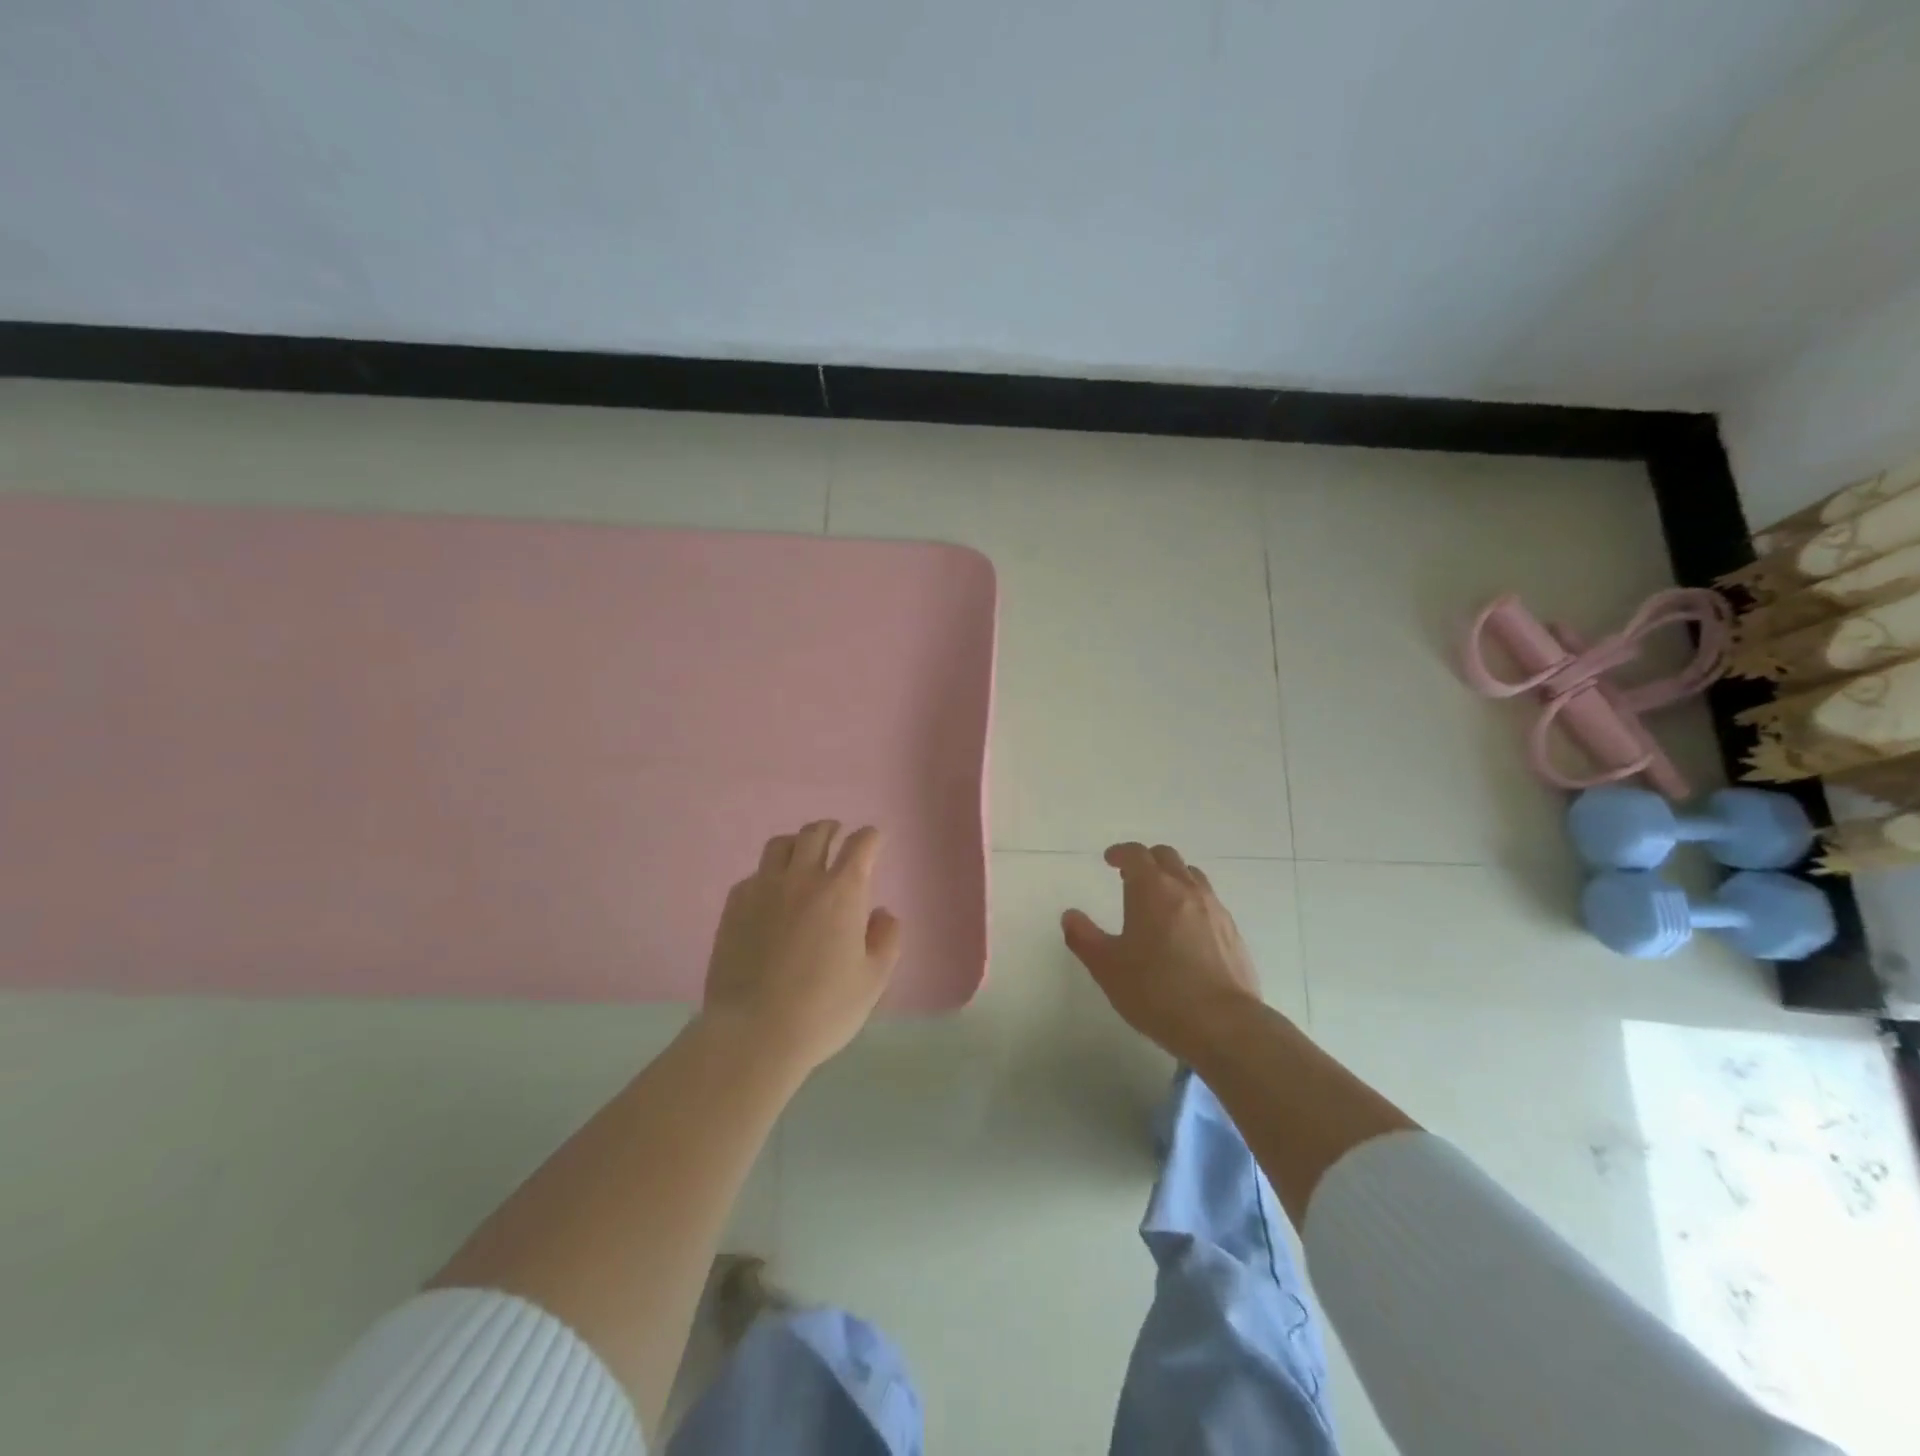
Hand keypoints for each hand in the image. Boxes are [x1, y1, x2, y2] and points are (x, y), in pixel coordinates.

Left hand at [702, 820, 902, 1074]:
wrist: (753, 1034)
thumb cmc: (823, 1010)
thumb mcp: (873, 981)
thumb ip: (886, 939)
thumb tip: (881, 913)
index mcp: (843, 891)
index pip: (861, 844)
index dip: (871, 838)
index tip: (874, 841)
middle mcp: (802, 878)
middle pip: (817, 833)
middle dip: (832, 829)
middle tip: (838, 837)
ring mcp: (763, 889)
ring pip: (780, 845)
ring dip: (798, 843)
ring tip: (803, 856)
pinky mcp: (734, 906)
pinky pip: (754, 874)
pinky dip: (769, 875)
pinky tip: (772, 895)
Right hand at [1062, 842, 1261, 1058]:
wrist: (1223, 1024)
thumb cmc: (1156, 991)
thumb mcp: (1107, 967)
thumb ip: (1084, 938)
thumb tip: (1070, 916)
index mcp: (1152, 889)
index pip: (1136, 854)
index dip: (1121, 853)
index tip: (1110, 860)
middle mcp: (1186, 890)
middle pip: (1167, 858)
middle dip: (1147, 861)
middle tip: (1132, 877)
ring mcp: (1215, 910)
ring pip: (1193, 877)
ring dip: (1174, 879)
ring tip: (1161, 901)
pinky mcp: (1233, 933)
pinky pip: (1210, 904)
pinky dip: (1193, 904)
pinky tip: (1186, 932)